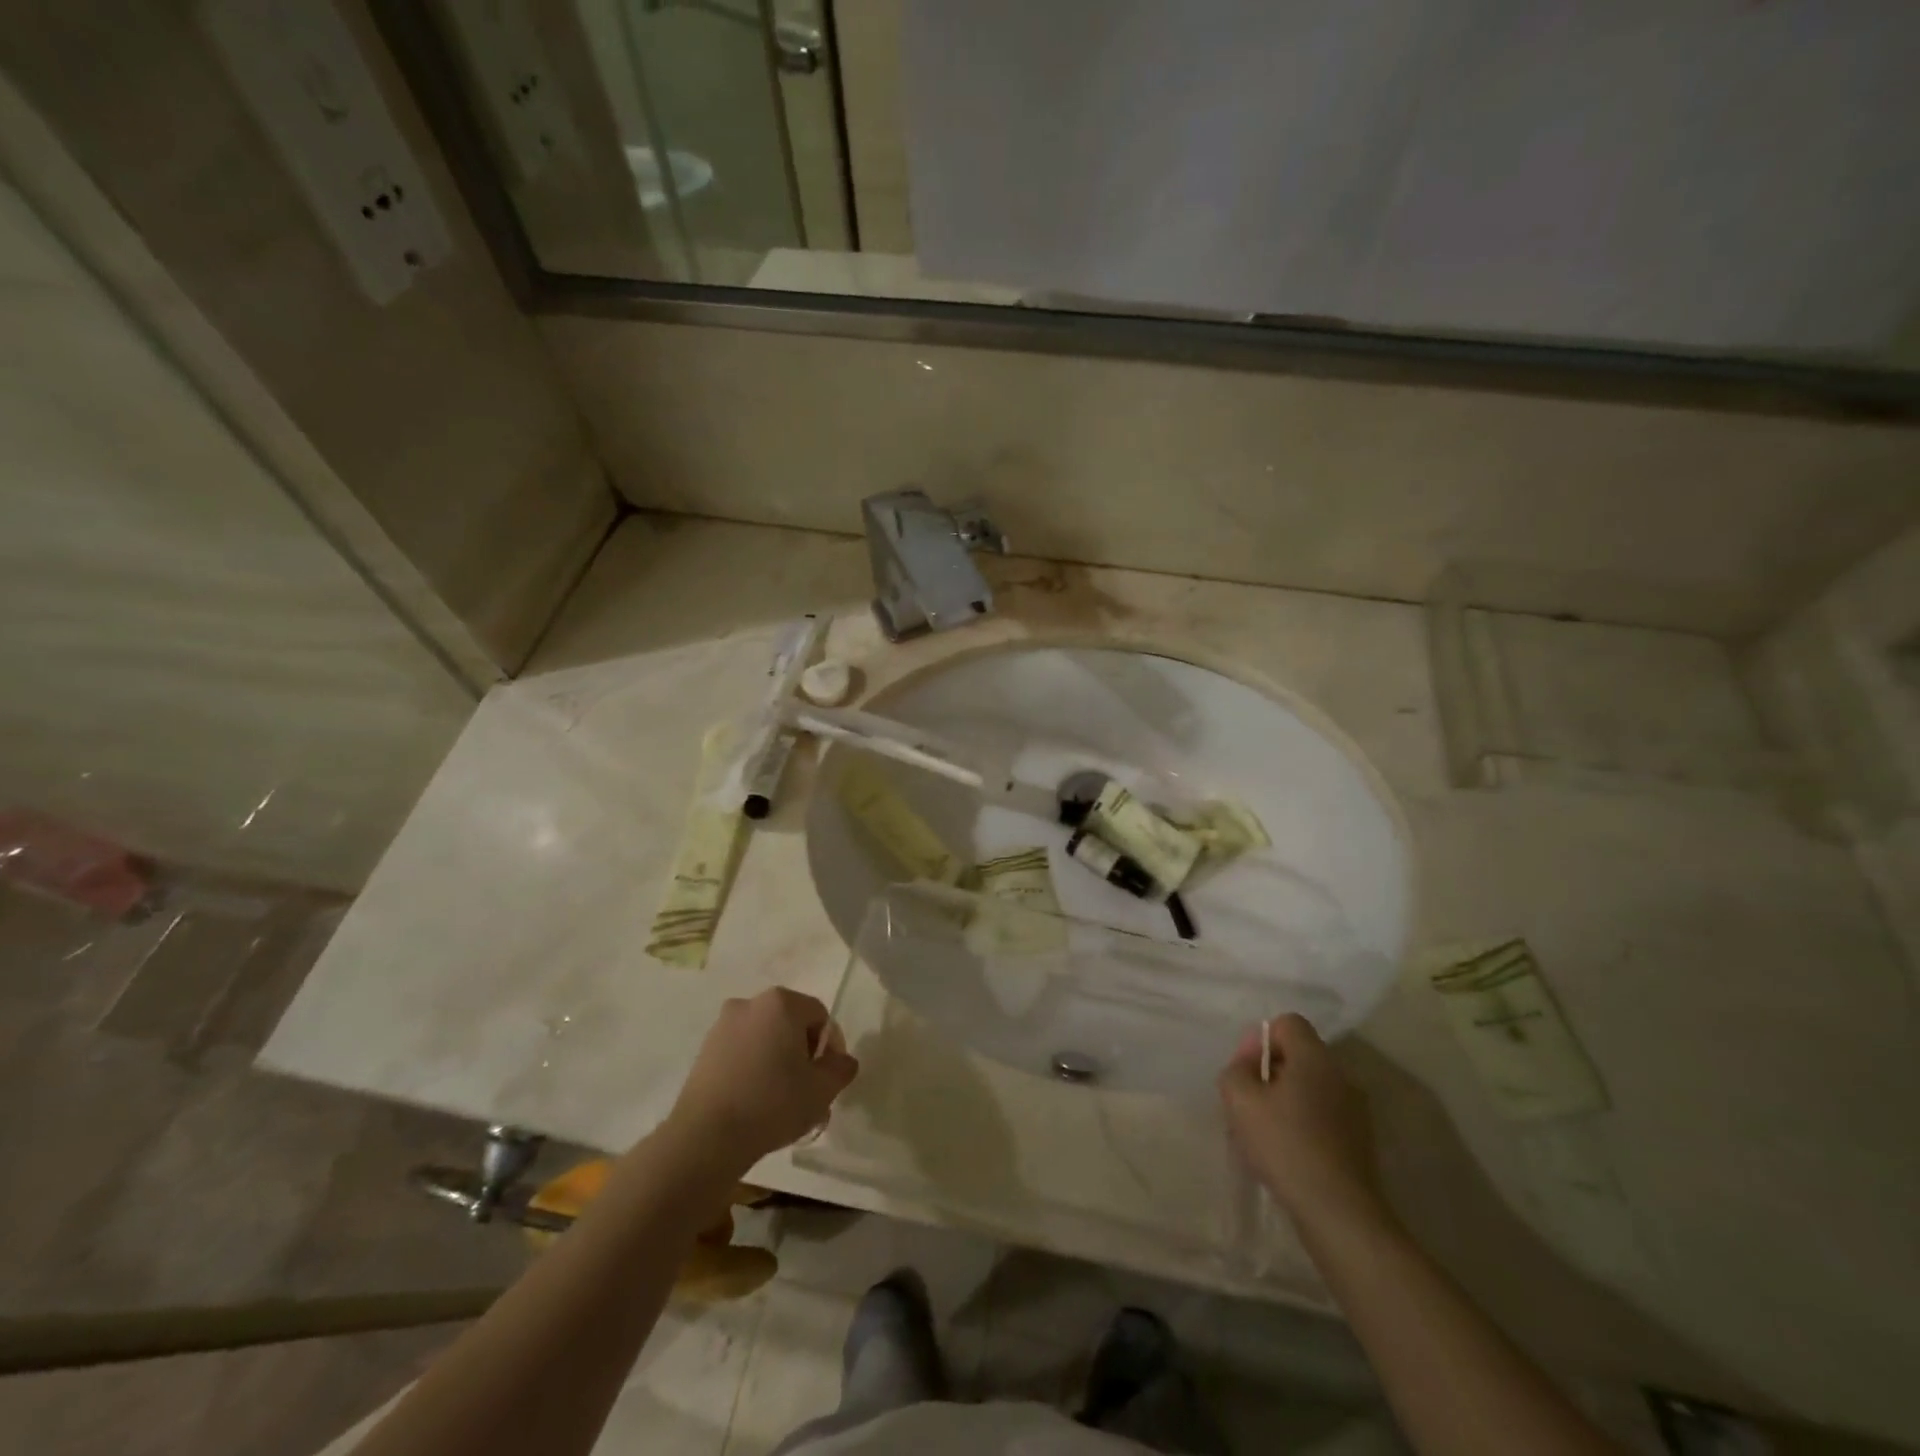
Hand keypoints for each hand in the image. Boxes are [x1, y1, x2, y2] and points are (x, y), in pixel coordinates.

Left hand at [668, 988, 859, 1170]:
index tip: (826, 1078)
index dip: (830, 1047)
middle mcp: (750, 1004)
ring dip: (776, 1060)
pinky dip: (752, 1067)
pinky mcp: (703, 1050)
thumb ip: (841, 1068)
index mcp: (781, 1003)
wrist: (706, 1137)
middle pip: (790, 1024)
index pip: (819, 1016)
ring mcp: (722, 1026)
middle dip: (801, 1052)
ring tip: (779, 1099)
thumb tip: (842, 1060)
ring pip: (763, 1038)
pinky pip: (740, 1052)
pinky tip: (753, 1100)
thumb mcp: (822, 1090)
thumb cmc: (772, 1104)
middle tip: (806, 1088)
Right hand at [1218, 1014, 1385, 1232]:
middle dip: (1270, 1072)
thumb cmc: (1285, 1145)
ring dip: (1285, 1100)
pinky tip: (1287, 1153)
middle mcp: (1341, 1076)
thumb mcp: (1240, 1100)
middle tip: (1249, 1103)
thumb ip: (1236, 1069)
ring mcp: (1355, 1110)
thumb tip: (1250, 1062)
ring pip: (1310, 1088)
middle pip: (1299, 1056)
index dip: (1261, 1040)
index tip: (1247, 1071)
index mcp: (1315, 1058)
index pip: (1287, 1023)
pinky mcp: (1360, 1141)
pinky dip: (1303, 1124)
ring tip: (1264, 1133)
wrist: (1339, 1212)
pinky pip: (1323, 1115)